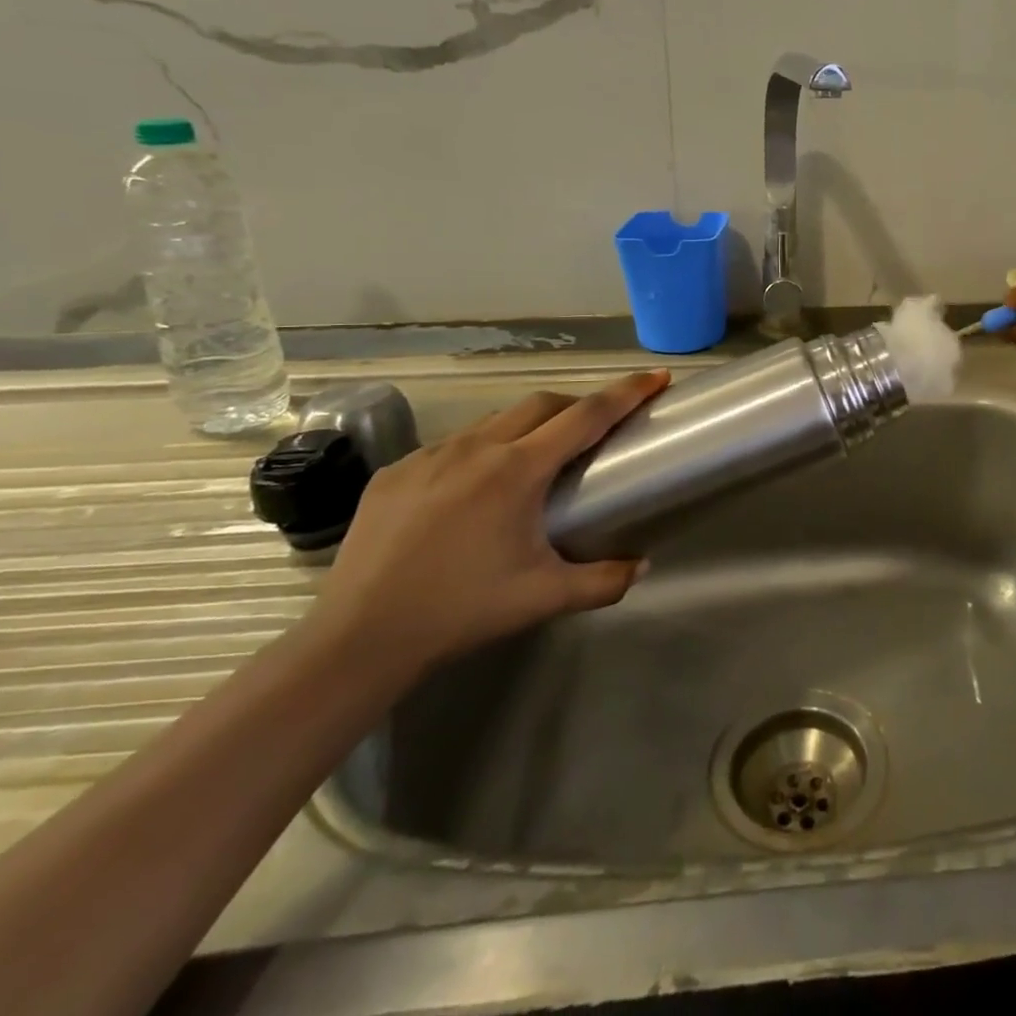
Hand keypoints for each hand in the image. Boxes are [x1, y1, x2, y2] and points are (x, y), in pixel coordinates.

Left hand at [309, 371, 669, 676]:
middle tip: (596, 429)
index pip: (586, 416)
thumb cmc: (462, 611)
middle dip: (578, 405)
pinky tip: (472, 492)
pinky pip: (452, 446)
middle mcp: (476, 447)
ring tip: (534, 462)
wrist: (359, 638)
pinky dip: (480, 452)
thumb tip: (644, 566)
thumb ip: (604, 581)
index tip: (656, 377)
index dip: (627, 393)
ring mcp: (430, 455)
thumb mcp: (544, 598)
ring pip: (495, 421)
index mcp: (518, 470)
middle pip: (543, 404)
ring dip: (527, 428)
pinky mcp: (395, 471)